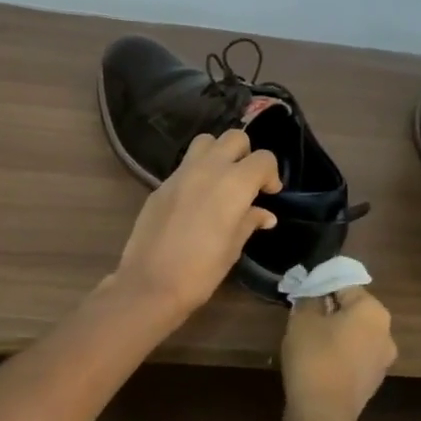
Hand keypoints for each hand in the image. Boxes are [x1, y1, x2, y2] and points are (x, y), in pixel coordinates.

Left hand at [108, 129, 281, 326]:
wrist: (150, 283)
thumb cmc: (201, 271)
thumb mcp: (233, 248)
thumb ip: (249, 222)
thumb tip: (264, 214)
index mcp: (234, 184)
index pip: (263, 159)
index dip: (271, 174)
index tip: (269, 193)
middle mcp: (208, 169)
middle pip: (234, 138)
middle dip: (246, 154)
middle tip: (246, 182)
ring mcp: (180, 174)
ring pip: (205, 141)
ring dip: (218, 153)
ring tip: (221, 180)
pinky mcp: (161, 184)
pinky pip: (185, 164)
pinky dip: (197, 171)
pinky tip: (196, 198)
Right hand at [281, 287, 395, 420]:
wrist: (322, 413)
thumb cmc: (314, 356)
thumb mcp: (302, 320)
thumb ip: (309, 300)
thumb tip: (313, 295)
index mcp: (373, 311)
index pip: (345, 286)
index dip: (321, 286)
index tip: (302, 293)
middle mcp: (386, 333)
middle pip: (353, 311)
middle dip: (329, 310)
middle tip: (302, 314)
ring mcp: (382, 361)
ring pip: (355, 335)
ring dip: (334, 333)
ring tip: (306, 338)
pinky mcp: (372, 382)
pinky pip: (354, 357)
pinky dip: (338, 354)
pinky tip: (316, 360)